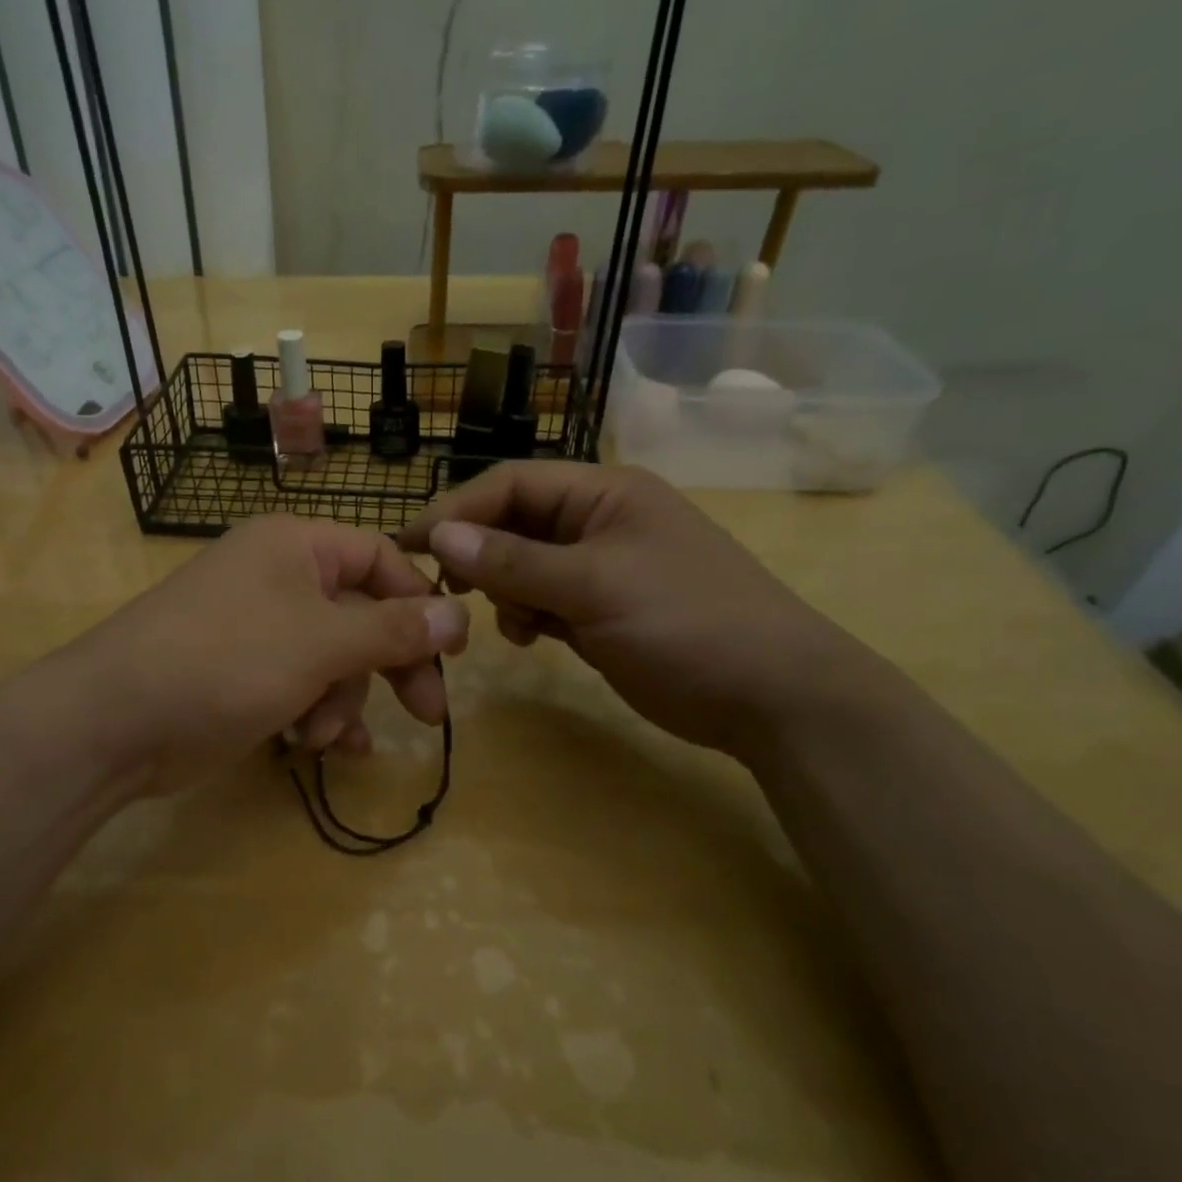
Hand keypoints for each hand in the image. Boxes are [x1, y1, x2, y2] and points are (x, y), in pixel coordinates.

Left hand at [69, 514, 469, 795]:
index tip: (452, 650)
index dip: (420, 601)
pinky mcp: (244, 674)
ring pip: (333, 659)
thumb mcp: (321, 643)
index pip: (380, 557)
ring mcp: (259, 628)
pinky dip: (318, 714)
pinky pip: (303, 686)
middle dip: (390, 665)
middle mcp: (279, 578)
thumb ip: (393, 629)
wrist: (115, 722)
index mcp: (296, 546)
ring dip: (341, 701)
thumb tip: (458, 614)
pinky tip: (325, 748)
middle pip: (361, 614)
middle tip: (426, 712)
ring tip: (323, 736)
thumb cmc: (227, 660)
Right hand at [398, 461, 865, 758]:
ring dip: (505, 590)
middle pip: (514, 524)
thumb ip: (513, 561)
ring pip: (524, 566)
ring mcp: (601, 568)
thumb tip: (439, 535)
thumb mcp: (594, 586)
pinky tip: (531, 637)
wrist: (771, 697)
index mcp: (603, 493)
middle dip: (480, 555)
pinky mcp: (601, 611)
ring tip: (511, 620)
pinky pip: (544, 600)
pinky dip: (528, 615)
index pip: (511, 484)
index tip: (409, 544)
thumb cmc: (686, 622)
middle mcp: (598, 522)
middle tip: (446, 591)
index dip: (457, 509)